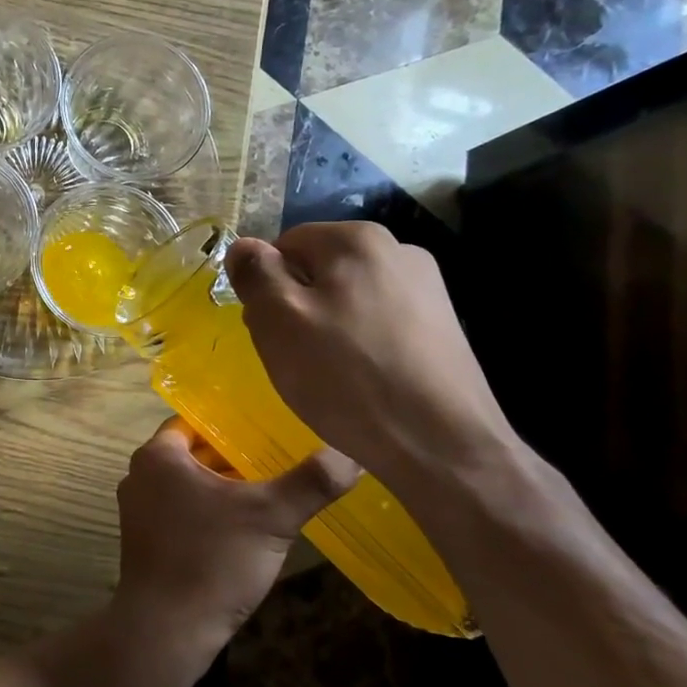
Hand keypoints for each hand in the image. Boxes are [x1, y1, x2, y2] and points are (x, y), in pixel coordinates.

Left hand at [111, 417, 359, 652]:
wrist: (167, 631)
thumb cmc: (213, 560)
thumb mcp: (271, 517)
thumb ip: (311, 482)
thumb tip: (351, 452)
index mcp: (158, 456)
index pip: (196, 422)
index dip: (232, 425)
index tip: (267, 430)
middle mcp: (139, 476)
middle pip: (194, 455)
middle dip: (232, 459)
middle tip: (277, 461)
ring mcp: (137, 511)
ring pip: (188, 486)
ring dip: (222, 489)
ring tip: (267, 494)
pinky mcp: (144, 542)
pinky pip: (180, 512)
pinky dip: (207, 514)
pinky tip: (242, 531)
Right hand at [225, 222, 517, 494]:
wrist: (442, 446)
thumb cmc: (347, 376)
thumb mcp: (279, 320)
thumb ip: (255, 273)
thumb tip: (243, 245)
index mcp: (357, 239)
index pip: (284, 245)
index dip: (265, 286)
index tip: (268, 330)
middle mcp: (399, 250)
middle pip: (318, 270)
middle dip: (296, 307)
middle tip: (293, 356)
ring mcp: (428, 289)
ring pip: (348, 300)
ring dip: (327, 329)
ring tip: (328, 375)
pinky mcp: (443, 328)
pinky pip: (379, 324)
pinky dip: (360, 346)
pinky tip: (362, 382)